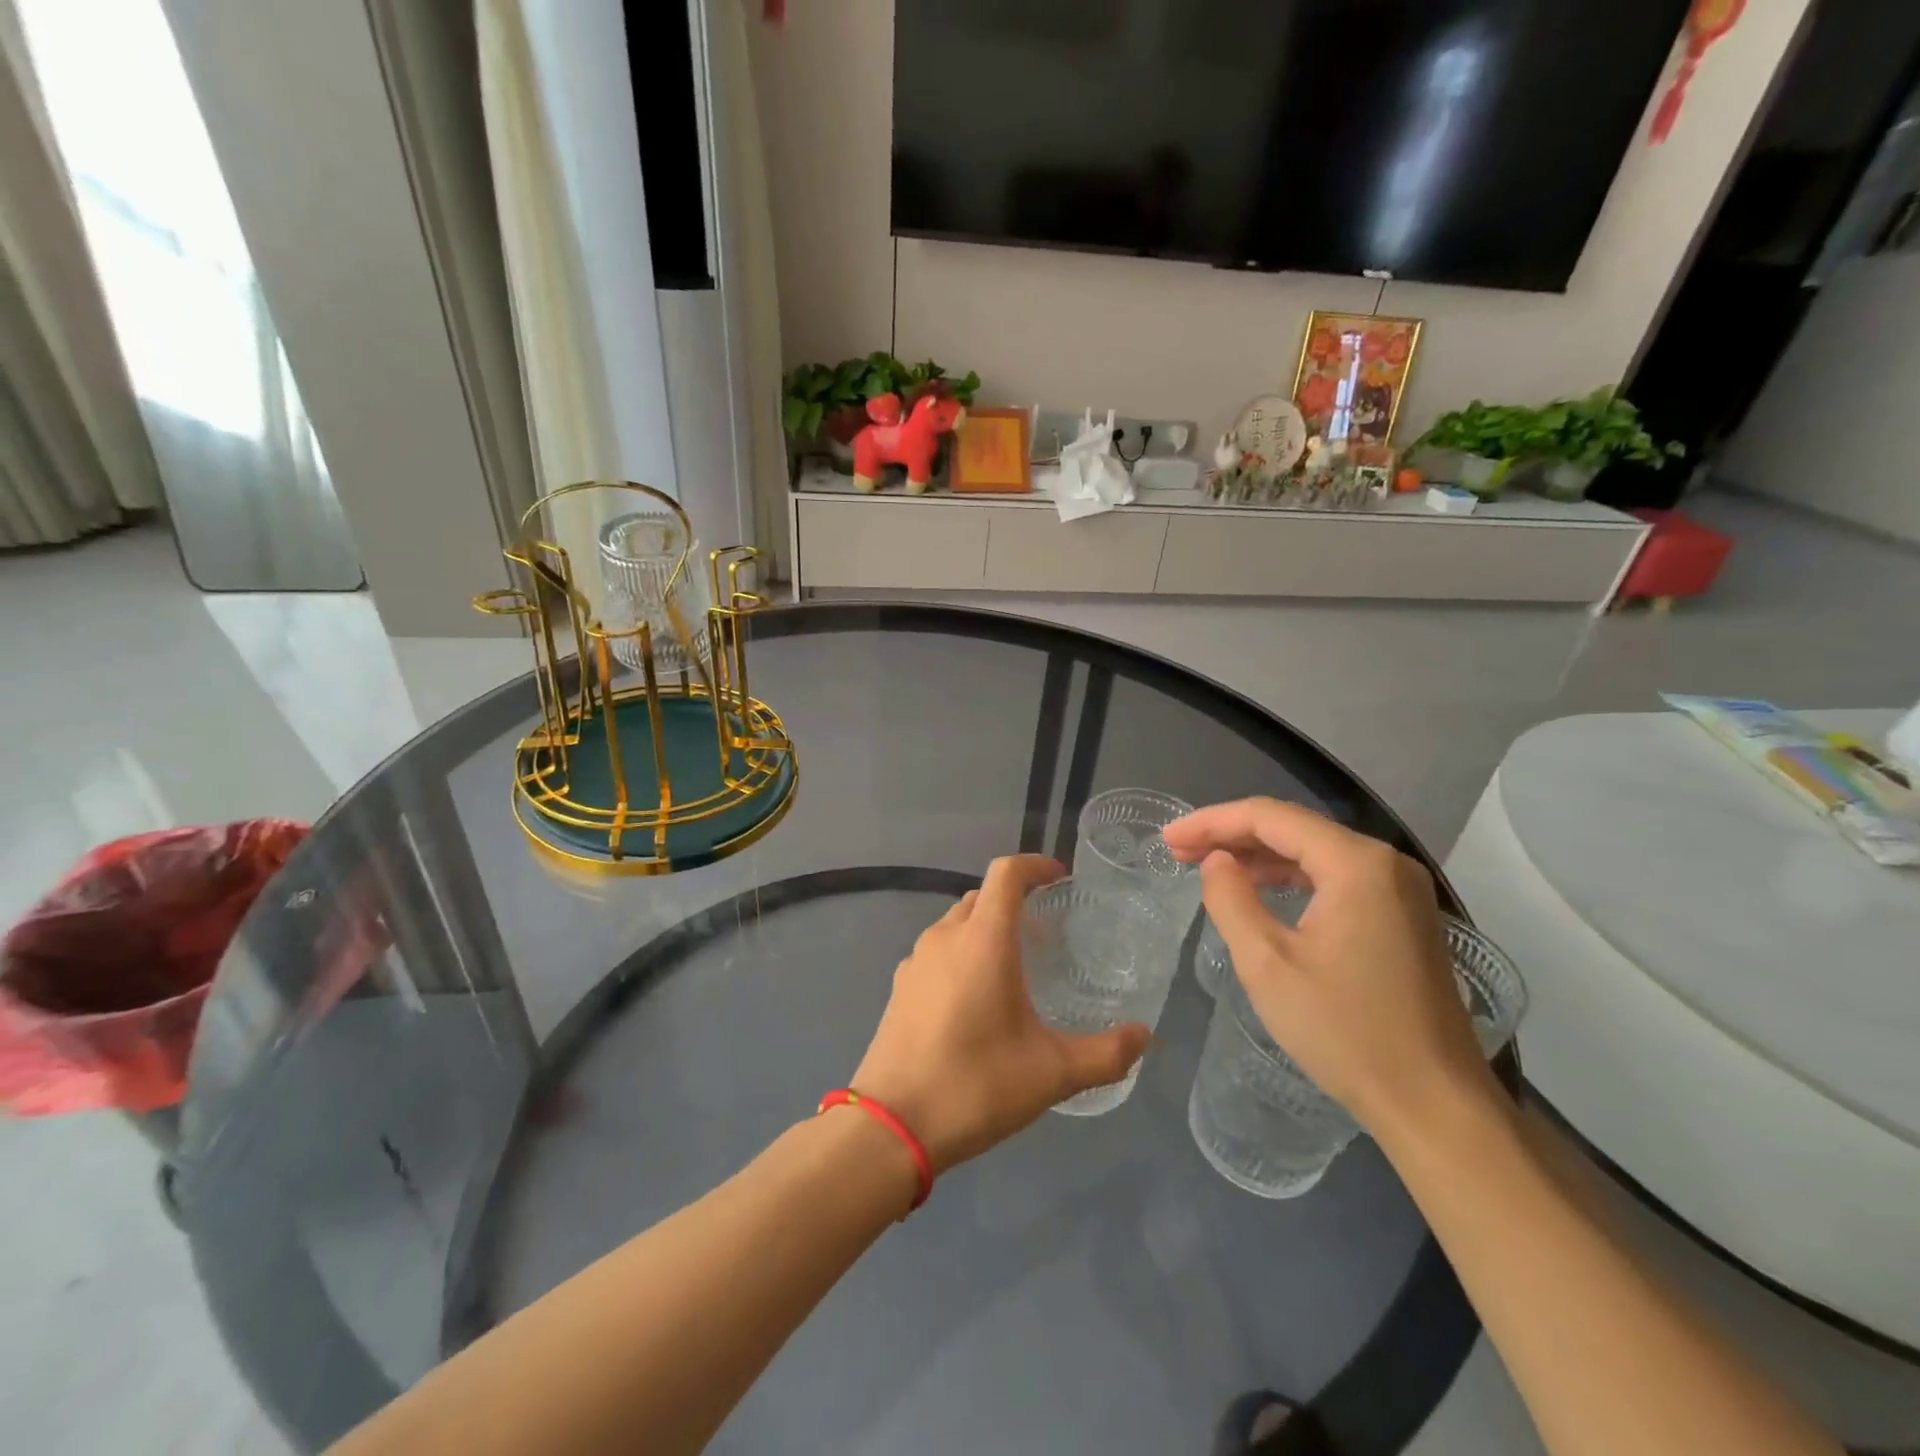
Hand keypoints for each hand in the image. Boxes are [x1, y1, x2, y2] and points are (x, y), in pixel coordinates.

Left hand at [851, 855, 1149, 1174]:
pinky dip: (962, 953)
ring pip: (957, 923)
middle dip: (1014, 900)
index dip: (1035, 865)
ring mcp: (916, 961)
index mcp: (982, 940)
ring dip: (986, 928)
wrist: (891, 1126)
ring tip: (1015, 963)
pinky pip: (937, 951)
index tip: (1060, 878)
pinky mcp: (900, 986)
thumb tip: (1144, 1036)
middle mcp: (945, 937)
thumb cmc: (975, 1085)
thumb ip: (1105, 1054)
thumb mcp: (1051, 1074)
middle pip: (982, 896)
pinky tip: (976, 997)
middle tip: (1047, 930)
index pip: (1006, 873)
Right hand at [1163, 799, 1501, 1146]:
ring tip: (1206, 865)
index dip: (1212, 822)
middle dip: (1231, 836)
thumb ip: (1231, 900)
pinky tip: (1257, 888)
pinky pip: (1334, 878)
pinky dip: (1289, 878)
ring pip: (1313, 852)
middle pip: (1294, 828)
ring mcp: (1399, 889)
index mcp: (1356, 863)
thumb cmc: (1346, 1032)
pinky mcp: (1402, 916)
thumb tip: (1216, 862)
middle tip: (1178, 851)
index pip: (1270, 817)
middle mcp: (1384, 862)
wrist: (1435, 1106)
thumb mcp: (1267, 964)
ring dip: (1258, 856)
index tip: (1168, 839)